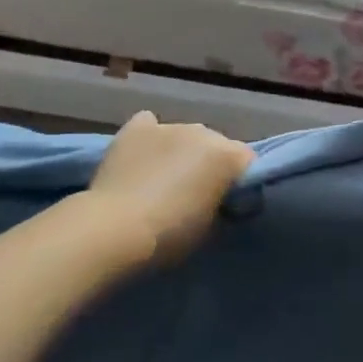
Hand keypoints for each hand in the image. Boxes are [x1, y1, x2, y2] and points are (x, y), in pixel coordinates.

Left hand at [85, 111, 254, 266]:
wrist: (114, 229)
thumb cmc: (170, 236)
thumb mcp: (211, 226)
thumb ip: (221, 203)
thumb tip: (218, 198)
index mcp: (227, 155)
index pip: (248, 163)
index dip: (240, 185)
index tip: (229, 206)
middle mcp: (202, 131)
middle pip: (216, 145)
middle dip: (211, 165)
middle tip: (195, 195)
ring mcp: (168, 126)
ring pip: (185, 135)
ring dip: (182, 152)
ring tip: (163, 179)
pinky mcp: (135, 129)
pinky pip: (149, 124)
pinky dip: (150, 137)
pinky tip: (143, 155)